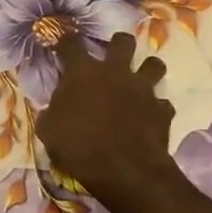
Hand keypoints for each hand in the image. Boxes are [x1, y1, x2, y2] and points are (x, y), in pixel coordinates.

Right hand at [36, 34, 176, 200]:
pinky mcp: (162, 110)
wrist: (124, 171)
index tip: (64, 45)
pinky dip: (156, 108)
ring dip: (146, 70)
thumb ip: (52, 112)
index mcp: (83, 72)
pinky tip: (149, 117)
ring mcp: (143, 89)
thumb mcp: (48, 131)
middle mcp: (115, 72)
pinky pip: (162, 103)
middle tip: (112, 56)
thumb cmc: (79, 147)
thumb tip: (53, 109)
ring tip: (138, 82)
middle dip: (118, 44)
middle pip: (123, 41)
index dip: (66, 41)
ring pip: (154, 64)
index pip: (71, 43)